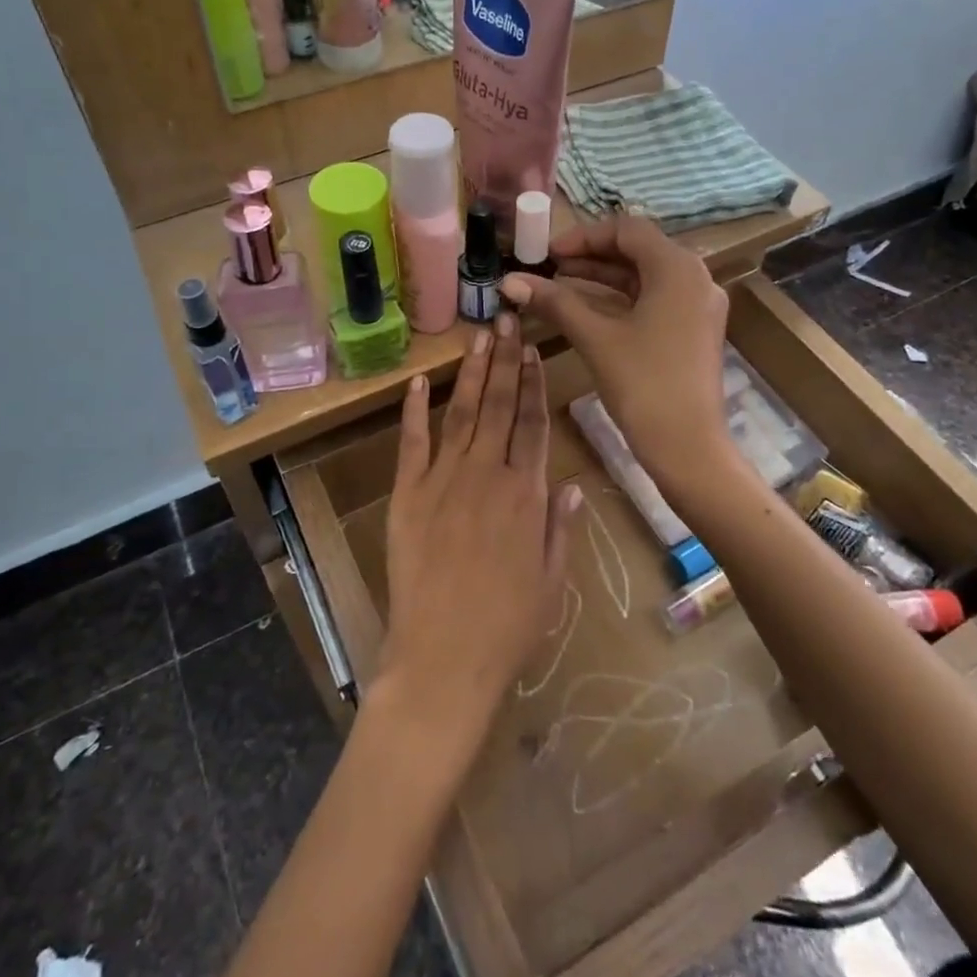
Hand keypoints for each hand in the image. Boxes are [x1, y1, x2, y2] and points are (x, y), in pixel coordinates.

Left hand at [377, 317, 578, 746]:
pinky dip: (414, 409)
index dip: (535, 383)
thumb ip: (560, 526)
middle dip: (506, 359)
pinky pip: (412, 442)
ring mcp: (444, 480)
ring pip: (462, 412)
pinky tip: (419, 380)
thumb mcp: (552, 580)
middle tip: (509, 318)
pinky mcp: (407, 494)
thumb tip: (569, 482)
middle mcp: (487, 474)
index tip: (535, 350)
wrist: (445, 657)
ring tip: (480, 336)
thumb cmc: (508, 626)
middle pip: (501, 405)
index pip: (534, 423)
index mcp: (526, 494)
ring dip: (472, 372)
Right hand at [499, 214, 731, 493]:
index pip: (627, 230)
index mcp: (677, 268)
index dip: (583, 236)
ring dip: (603, 277)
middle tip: (550, 268)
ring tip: (560, 285)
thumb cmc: (644, 384)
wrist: (689, 447)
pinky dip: (621, 299)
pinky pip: (654, 299)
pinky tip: (588, 310)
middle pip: (638, 250)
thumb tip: (509, 280)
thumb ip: (555, 302)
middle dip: (591, 256)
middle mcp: (695, 278)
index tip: (548, 254)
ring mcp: (698, 306)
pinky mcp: (694, 330)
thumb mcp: (596, 337)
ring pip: (645, 276)